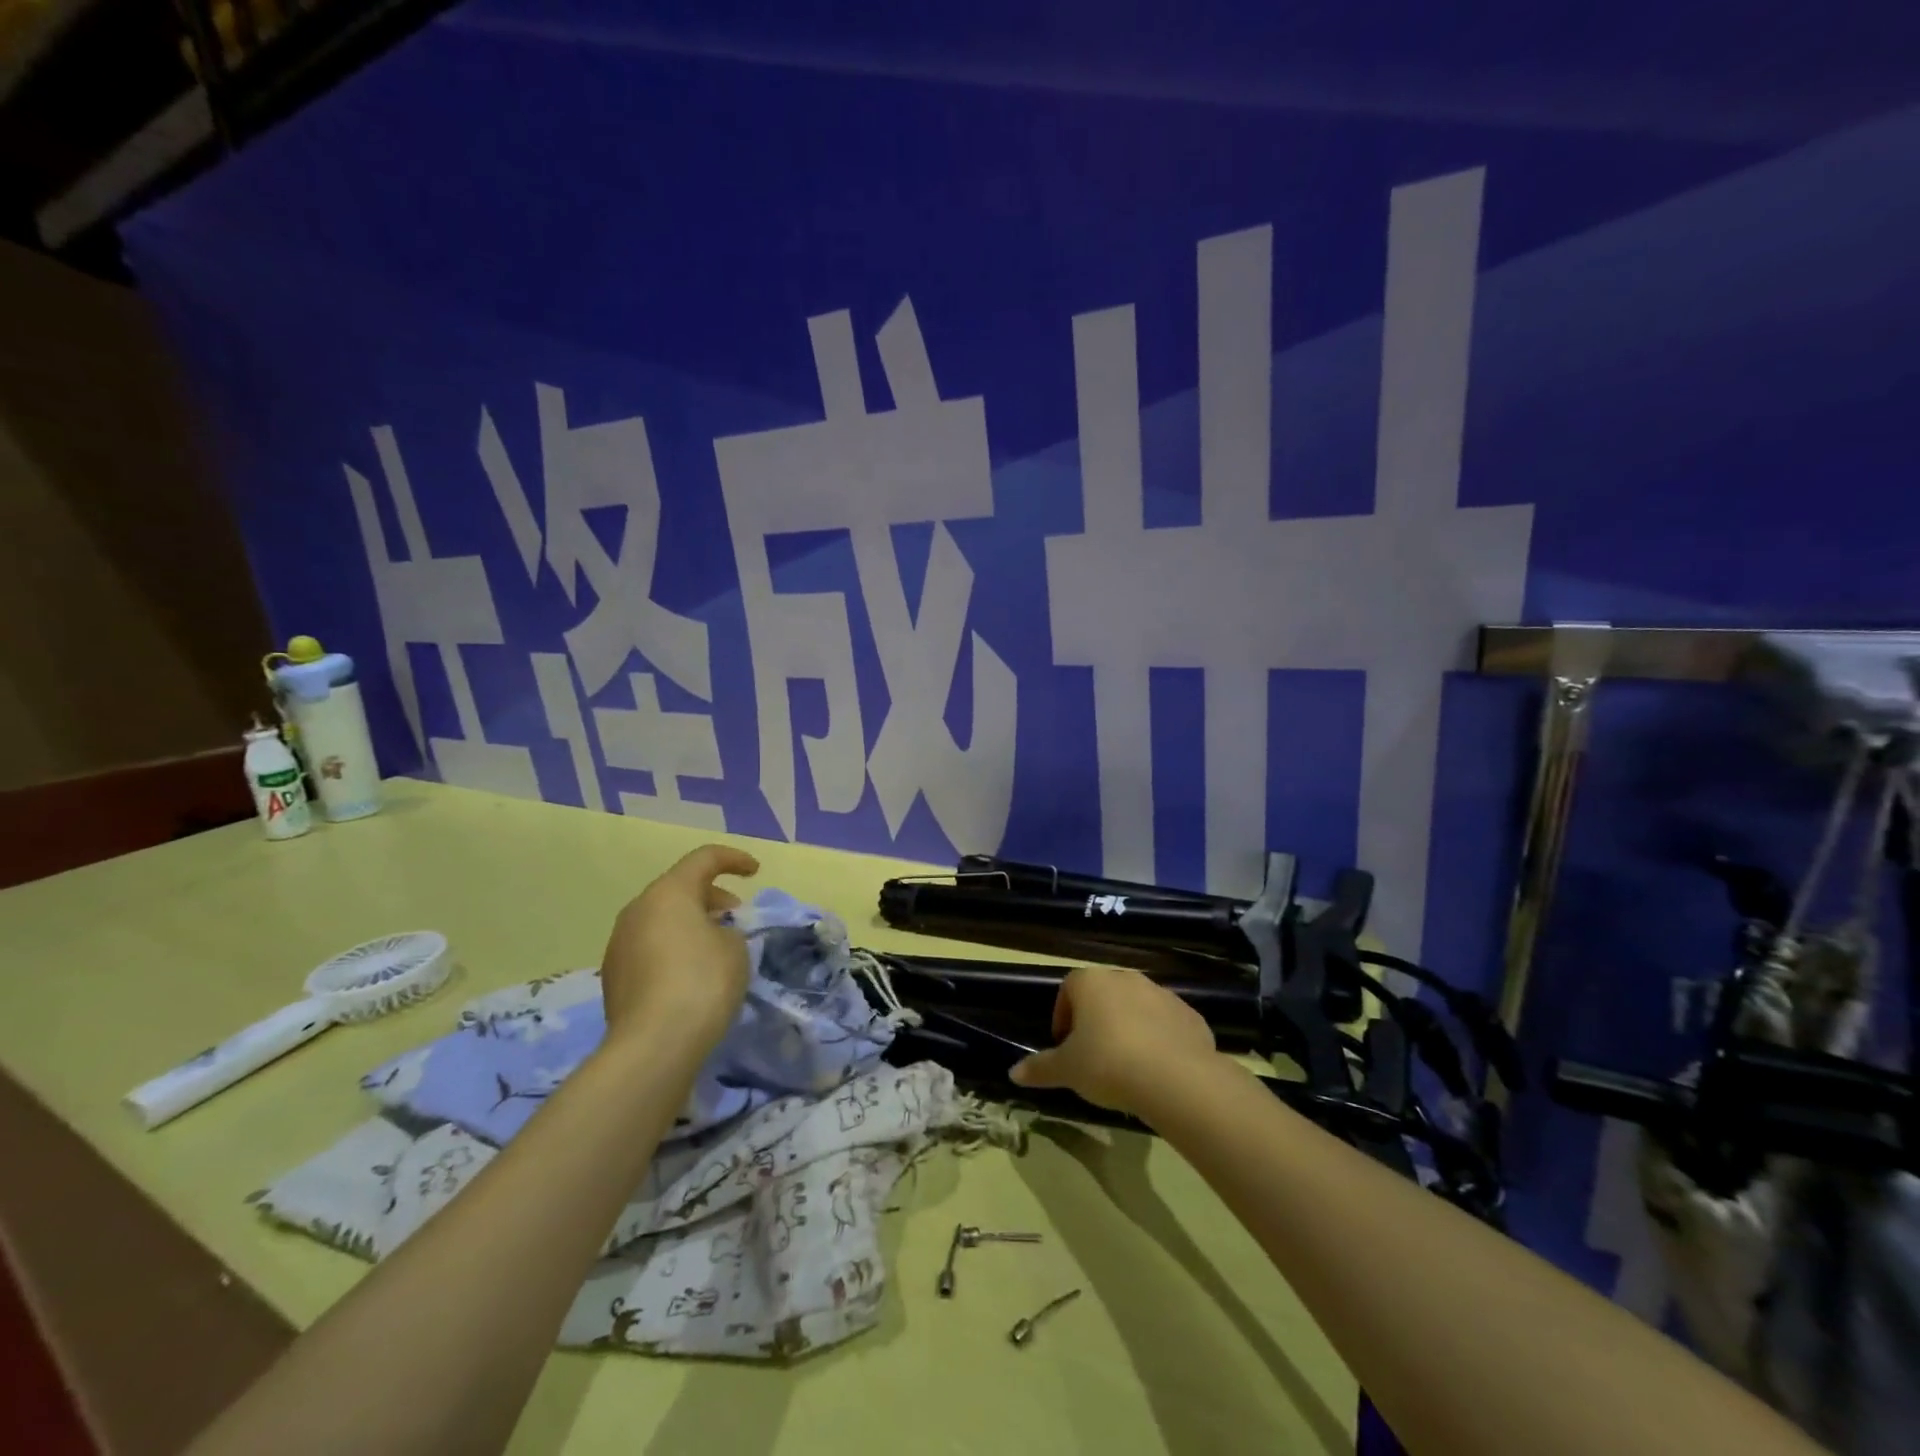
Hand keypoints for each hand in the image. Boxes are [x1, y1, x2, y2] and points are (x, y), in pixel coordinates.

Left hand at [599, 845, 760, 1053]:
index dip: (734, 859)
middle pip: (679, 889)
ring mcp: (619, 944)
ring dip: (691, 924)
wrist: (653, 1046)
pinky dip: (673, 949)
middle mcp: (637, 910)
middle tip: (737, 918)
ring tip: (716, 948)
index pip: (704, 859)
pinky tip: (692, 975)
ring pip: (661, 919)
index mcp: (668, 893)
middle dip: (711, 897)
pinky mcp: (614, 977)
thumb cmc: (702, 982)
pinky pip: (650, 947)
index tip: (755, 872)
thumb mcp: (735, 948)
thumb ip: (727, 930)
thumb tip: (710, 936)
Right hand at [1009, 967, 1217, 1112]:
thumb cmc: (1108, 1064)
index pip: (1068, 988)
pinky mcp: (1190, 1016)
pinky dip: (1160, 1041)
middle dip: (1096, 1021)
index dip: (1063, 1015)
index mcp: (1091, 982)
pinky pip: (1167, 1025)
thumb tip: (1013, 1073)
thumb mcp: (1067, 1070)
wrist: (1176, 1078)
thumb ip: (1040, 1068)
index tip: (1063, 1045)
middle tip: (1092, 1056)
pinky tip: (1157, 1070)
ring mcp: (1162, 994)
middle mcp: (1126, 978)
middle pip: (1104, 995)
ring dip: (1129, 1028)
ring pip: (1137, 1007)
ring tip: (1126, 1066)